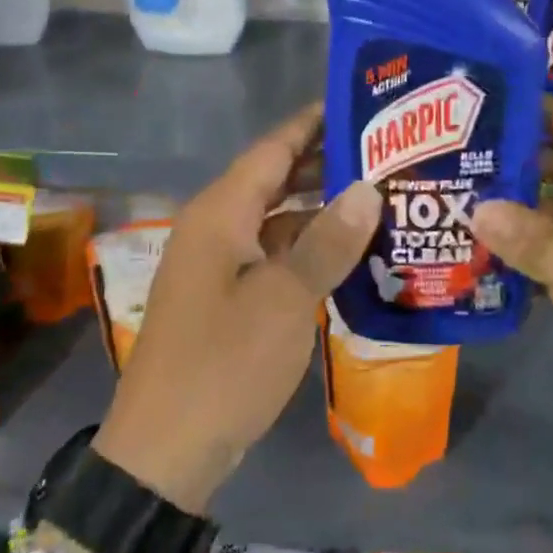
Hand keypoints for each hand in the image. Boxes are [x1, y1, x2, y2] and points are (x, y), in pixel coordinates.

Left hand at [95, 105, 381, 513]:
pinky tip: (349, 254)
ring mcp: (218, 265)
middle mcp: (215, 227)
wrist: (166, 450)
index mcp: (220, 213)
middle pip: (274, 179)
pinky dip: (307, 249)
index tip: (359, 103)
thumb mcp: (285, 300)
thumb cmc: (225, 364)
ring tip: (379, 196)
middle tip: (386, 151)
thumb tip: (367, 189)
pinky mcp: (227, 298)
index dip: (313, 123)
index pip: (272, 148)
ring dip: (320, 209)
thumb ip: (327, 242)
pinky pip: (272, 255)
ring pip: (276, 220)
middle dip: (325, 163)